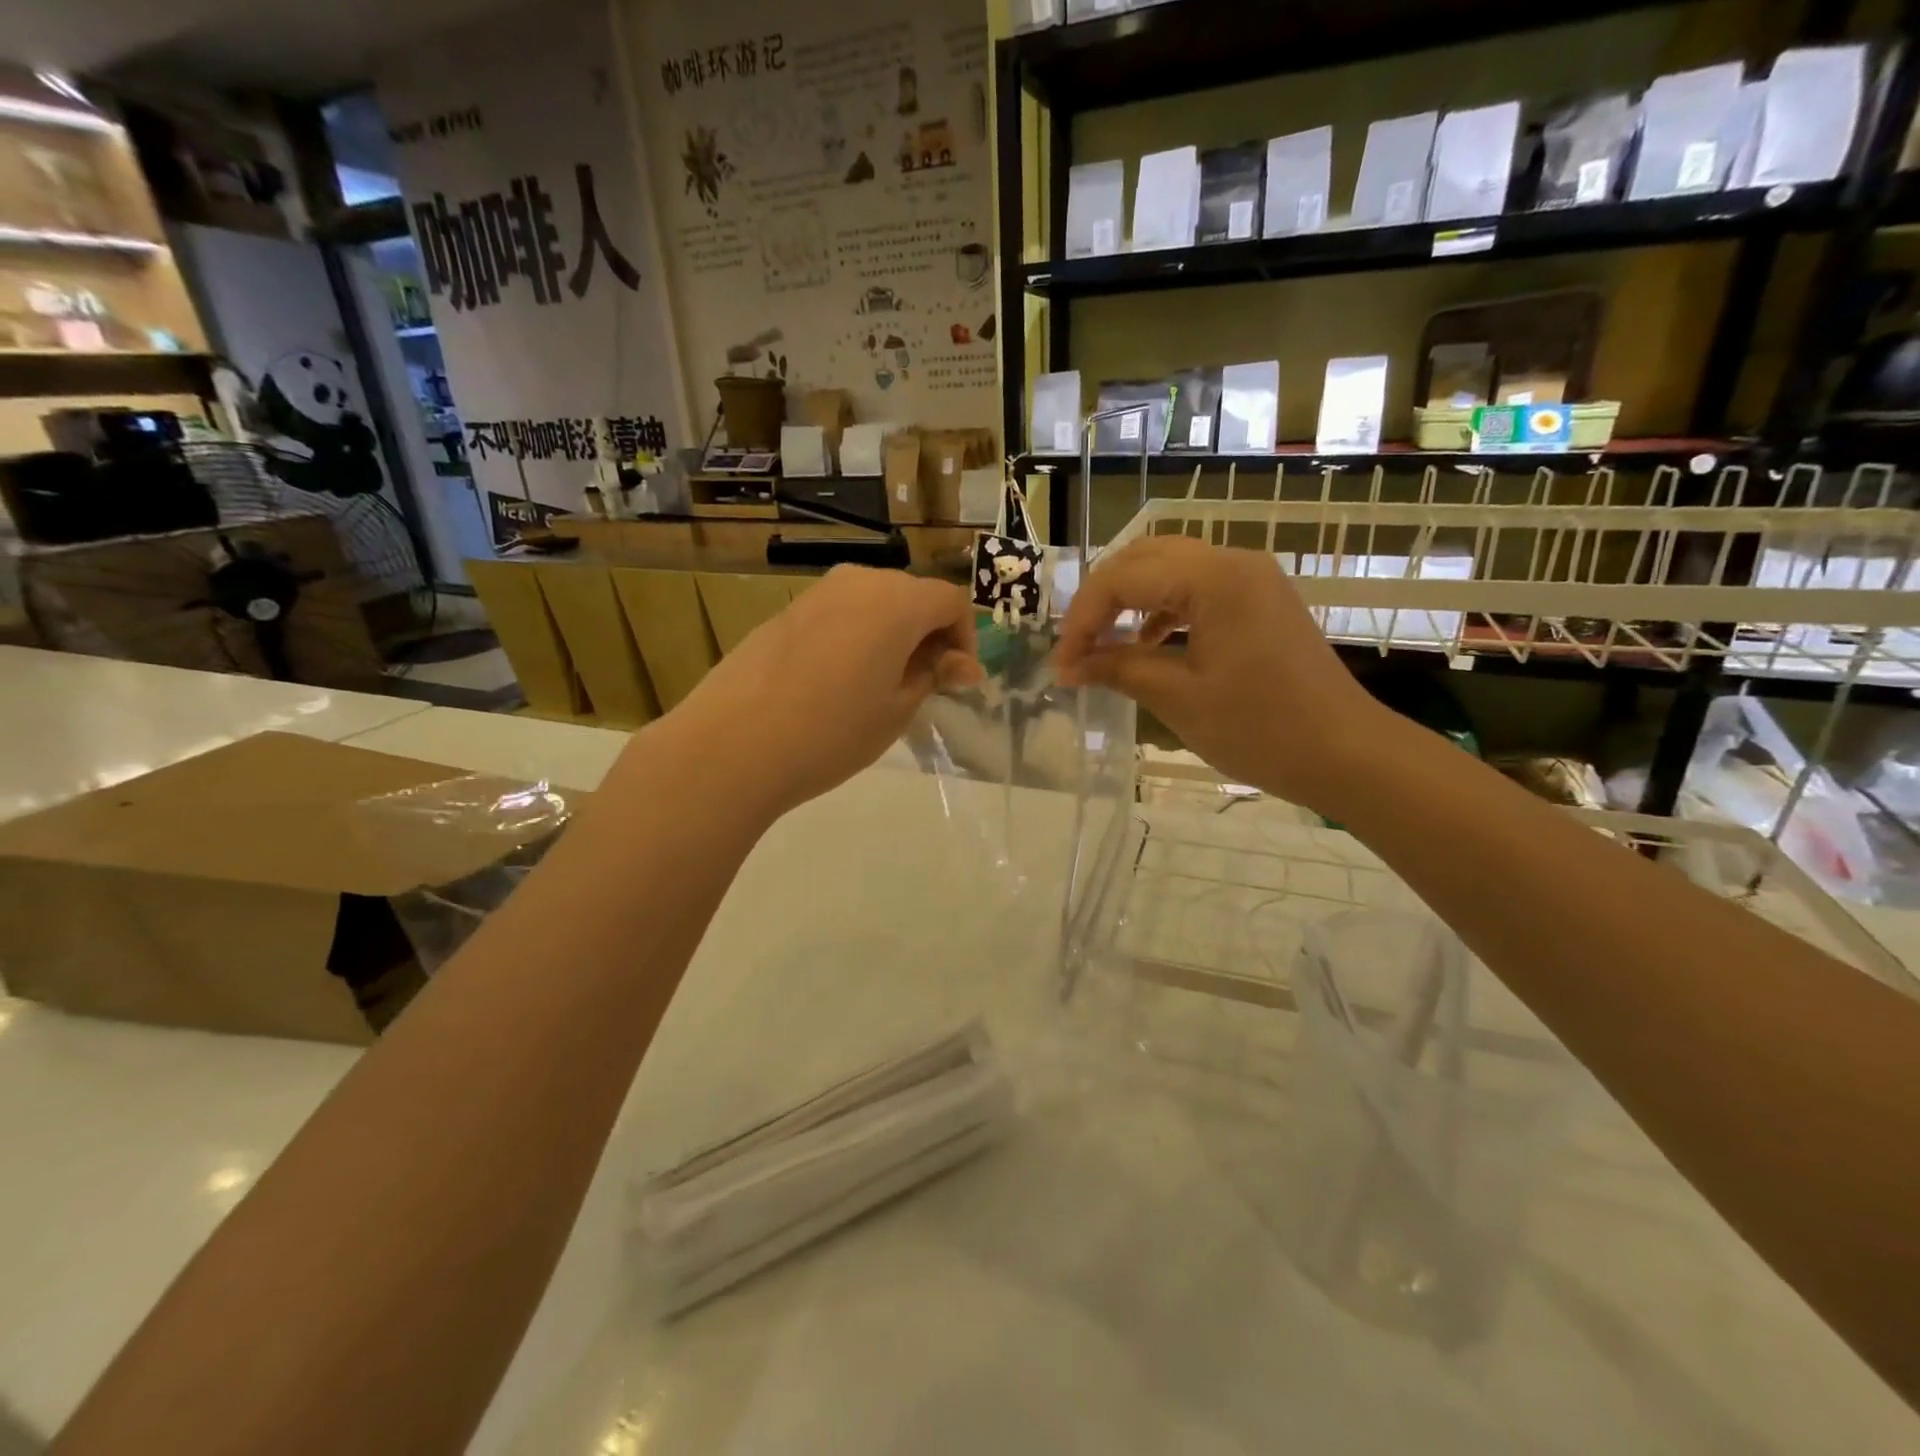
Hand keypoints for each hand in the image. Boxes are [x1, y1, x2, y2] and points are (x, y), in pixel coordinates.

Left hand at [667, 566, 981, 818]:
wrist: (734, 744)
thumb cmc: (833, 731)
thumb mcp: (898, 710)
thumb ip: (933, 675)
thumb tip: (959, 663)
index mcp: (897, 601)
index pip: (951, 601)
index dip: (964, 638)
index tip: (956, 682)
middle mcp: (859, 581)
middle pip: (912, 596)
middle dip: (929, 635)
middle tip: (925, 686)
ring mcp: (817, 593)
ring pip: (874, 604)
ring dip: (891, 636)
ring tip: (882, 687)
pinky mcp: (786, 612)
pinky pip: (839, 615)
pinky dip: (856, 637)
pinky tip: (839, 683)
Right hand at [1055, 537, 1395, 816]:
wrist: (1347, 753)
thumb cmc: (1261, 728)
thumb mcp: (1178, 698)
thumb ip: (1118, 669)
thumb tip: (1069, 666)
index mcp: (1213, 579)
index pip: (1123, 579)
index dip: (1083, 619)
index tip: (1061, 664)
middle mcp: (1233, 562)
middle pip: (1143, 558)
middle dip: (1101, 599)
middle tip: (1076, 646)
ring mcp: (1252, 578)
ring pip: (1169, 567)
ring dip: (1129, 600)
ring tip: (1104, 644)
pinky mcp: (1260, 599)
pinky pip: (1196, 587)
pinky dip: (1162, 609)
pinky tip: (1147, 643)